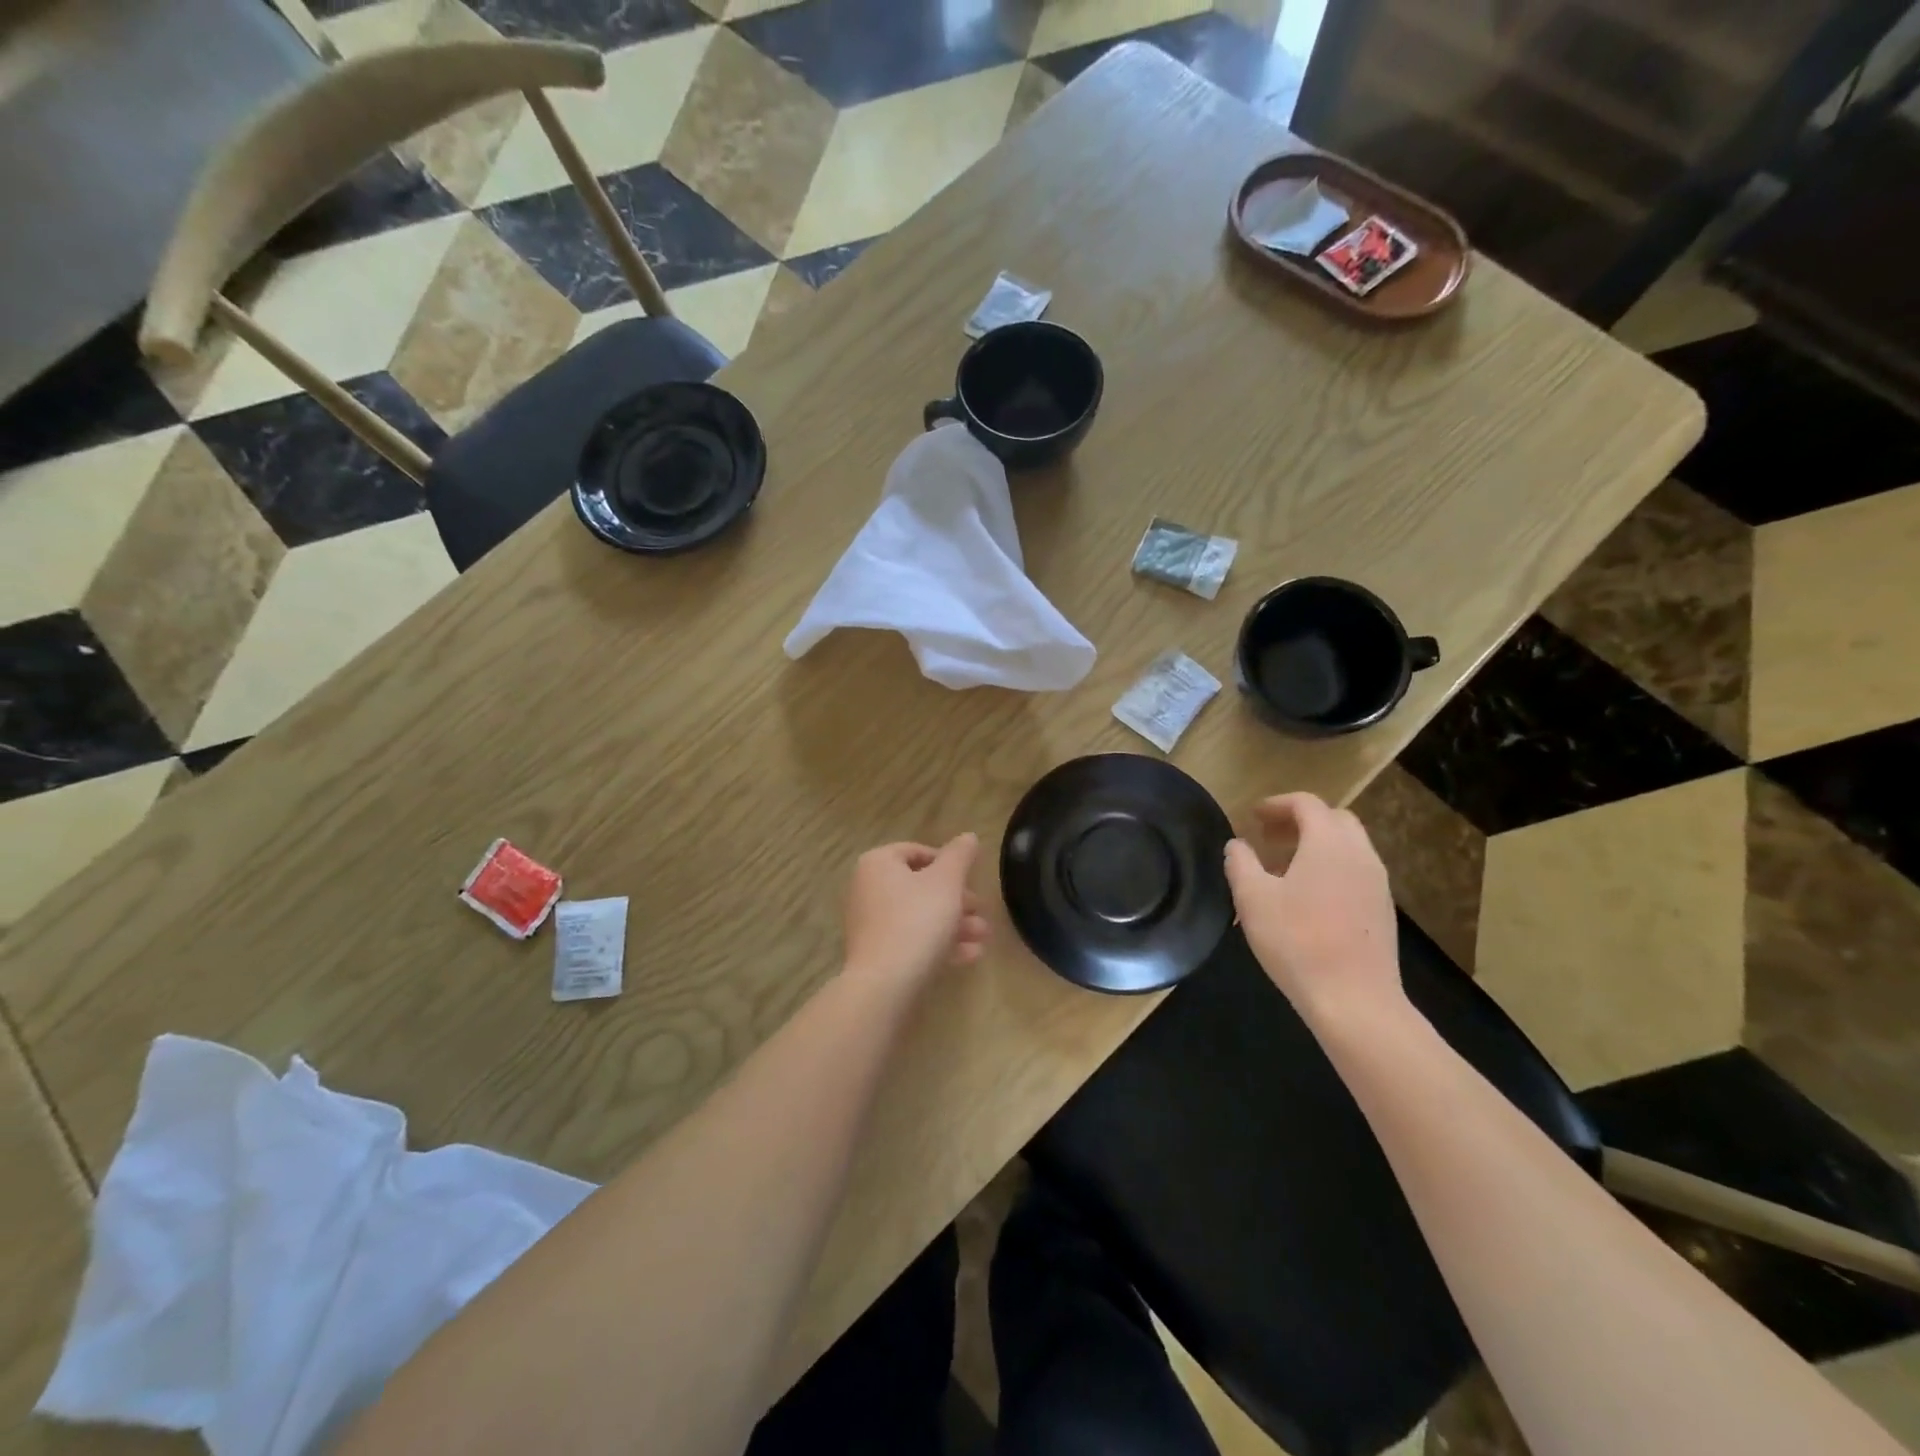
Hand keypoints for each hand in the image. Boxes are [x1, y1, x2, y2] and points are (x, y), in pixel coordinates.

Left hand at [843, 834, 989, 990]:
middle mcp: (868, 889)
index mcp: (878, 863)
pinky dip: (939, 944)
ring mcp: (870, 924)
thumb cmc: (917, 920)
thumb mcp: (947, 881)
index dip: (948, 863)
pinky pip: (912, 940)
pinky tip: (971, 955)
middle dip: (957, 898)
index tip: (971, 878)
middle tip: (981, 909)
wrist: (885, 984)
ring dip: (955, 923)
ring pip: (920, 916)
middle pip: (920, 886)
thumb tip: (968, 836)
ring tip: (983, 936)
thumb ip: (960, 856)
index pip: (917, 851)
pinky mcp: (877, 954)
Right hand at [1223, 793, 1402, 1023]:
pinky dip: (1331, 867)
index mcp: (1329, 843)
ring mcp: (1377, 883)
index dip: (1277, 804)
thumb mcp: (1252, 899)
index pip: (1306, 804)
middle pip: (1334, 819)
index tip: (1252, 816)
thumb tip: (1237, 845)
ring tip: (1284, 867)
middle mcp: (1360, 854)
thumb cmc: (1297, 941)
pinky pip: (1355, 871)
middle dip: (1300, 821)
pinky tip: (1307, 896)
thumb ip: (1240, 863)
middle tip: (1269, 837)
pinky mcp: (1382, 910)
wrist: (1354, 1000)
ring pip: (1348, 846)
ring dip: (1316, 845)